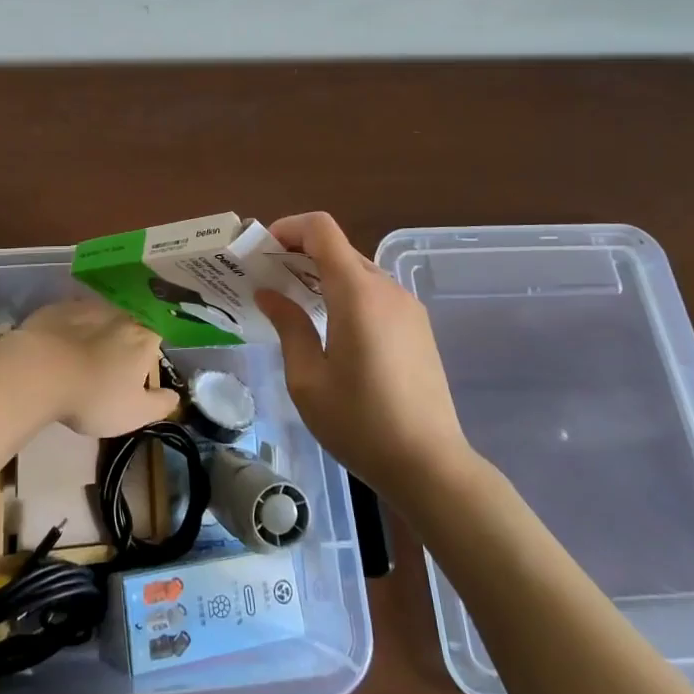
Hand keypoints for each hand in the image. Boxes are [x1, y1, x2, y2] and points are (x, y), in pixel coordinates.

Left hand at [7, 300, 178, 437]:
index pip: (157, 335)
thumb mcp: (135, 414)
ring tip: (83, 353)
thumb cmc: (95, 396)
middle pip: (129, 323)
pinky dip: (69, 328)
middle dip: (123, 339)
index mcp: (144, 337)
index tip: (141, 367)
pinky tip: (59, 346)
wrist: (39, 372)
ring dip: (96, 331)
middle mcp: (120, 313)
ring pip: (99, 317)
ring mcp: (87, 306)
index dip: (150, 351)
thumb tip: (175, 396)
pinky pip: (71, 316)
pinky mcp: (57, 307)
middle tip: (111, 362)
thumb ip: (160, 405)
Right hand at [255, 212, 476, 496]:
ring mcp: (407, 306)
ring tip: (294, 305)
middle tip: (269, 281)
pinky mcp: (418, 326)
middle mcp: (386, 288)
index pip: (322, 230)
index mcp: (356, 293)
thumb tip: (269, 293)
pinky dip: (346, 293)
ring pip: (357, 270)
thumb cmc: (359, 423)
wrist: (430, 465)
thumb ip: (289, 325)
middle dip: (300, 254)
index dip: (289, 229)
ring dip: (323, 275)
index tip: (263, 252)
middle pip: (338, 248)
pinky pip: (375, 292)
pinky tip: (330, 327)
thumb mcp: (308, 379)